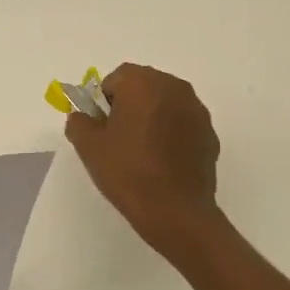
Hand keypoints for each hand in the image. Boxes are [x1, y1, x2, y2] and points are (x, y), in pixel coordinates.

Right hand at [65, 63, 221, 251]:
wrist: (176, 212)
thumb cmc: (128, 172)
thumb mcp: (89, 147)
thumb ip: (79, 122)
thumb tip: (83, 117)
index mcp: (143, 83)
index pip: (116, 78)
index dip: (103, 100)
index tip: (101, 127)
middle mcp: (174, 88)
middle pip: (144, 85)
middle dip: (129, 104)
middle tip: (118, 137)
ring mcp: (196, 110)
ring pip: (165, 103)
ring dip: (152, 116)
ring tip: (142, 150)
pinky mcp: (210, 133)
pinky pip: (182, 123)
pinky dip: (171, 132)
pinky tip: (163, 161)